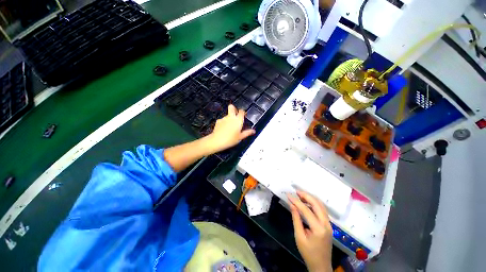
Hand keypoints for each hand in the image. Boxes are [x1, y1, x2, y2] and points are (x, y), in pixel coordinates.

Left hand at [208, 104, 255, 151]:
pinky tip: (224, 129)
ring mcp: (223, 118)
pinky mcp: (218, 121)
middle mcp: (231, 117)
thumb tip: (253, 131)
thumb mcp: (241, 137)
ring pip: (227, 114)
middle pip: (232, 107)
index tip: (243, 115)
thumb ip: (247, 133)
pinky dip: (224, 122)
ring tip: (230, 127)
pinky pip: (222, 119)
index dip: (243, 112)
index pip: (241, 111)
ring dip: (229, 118)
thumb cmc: (230, 139)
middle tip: (236, 115)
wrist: (217, 141)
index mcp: (238, 120)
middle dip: (234, 109)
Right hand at [288, 191, 332, 271]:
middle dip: (306, 196)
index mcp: (318, 229)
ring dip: (310, 199)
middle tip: (296, 192)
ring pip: (321, 206)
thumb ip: (296, 219)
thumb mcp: (299, 237)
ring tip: (300, 195)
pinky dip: (314, 204)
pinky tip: (307, 203)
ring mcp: (329, 224)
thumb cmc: (308, 253)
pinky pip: (322, 210)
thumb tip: (292, 205)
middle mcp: (326, 224)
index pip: (306, 210)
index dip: (296, 201)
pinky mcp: (328, 225)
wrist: (321, 265)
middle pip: (317, 204)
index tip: (288, 195)